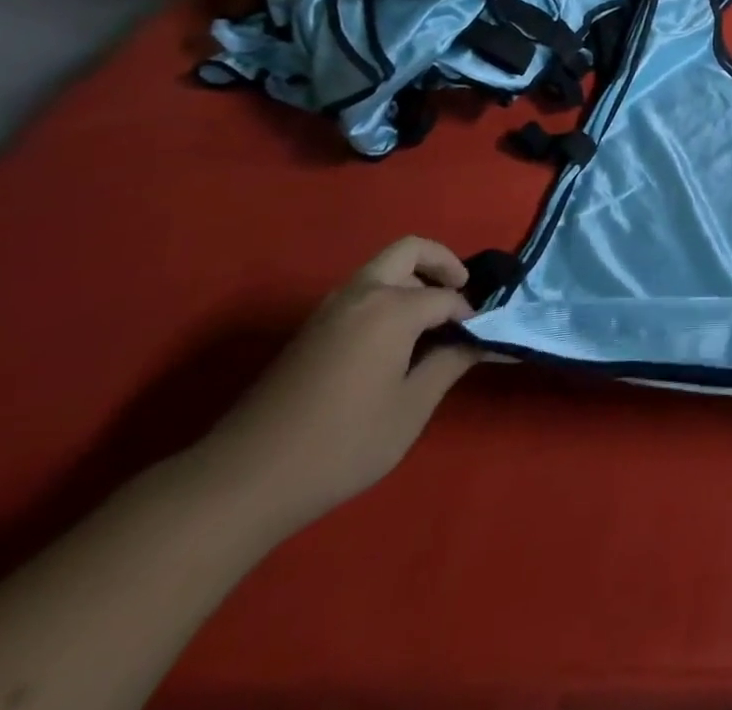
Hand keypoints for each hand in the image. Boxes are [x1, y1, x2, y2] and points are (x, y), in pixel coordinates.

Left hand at [193, 237, 482, 535]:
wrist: (243, 481)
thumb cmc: (341, 444)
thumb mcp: (410, 409)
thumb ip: (451, 364)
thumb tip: (488, 340)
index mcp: (391, 308)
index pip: (447, 298)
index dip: (472, 316)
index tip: (487, 338)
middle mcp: (361, 294)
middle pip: (410, 250)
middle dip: (443, 264)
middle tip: (462, 297)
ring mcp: (330, 308)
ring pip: (382, 267)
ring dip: (413, 278)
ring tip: (433, 320)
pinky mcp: (311, 329)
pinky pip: (362, 290)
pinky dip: (389, 295)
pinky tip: (396, 340)